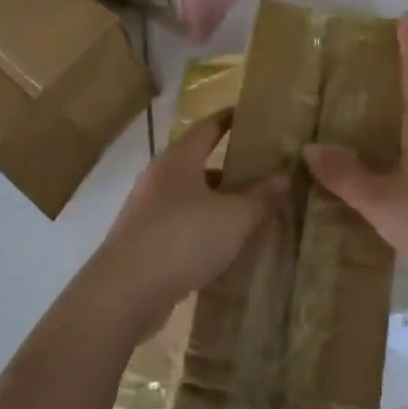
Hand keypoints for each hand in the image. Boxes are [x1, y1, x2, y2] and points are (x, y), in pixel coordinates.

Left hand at [87, 115, 284, 338]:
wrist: (123, 293)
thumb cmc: (182, 239)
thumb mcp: (233, 218)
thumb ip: (260, 198)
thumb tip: (284, 176)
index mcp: (179, 160)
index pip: (208, 127)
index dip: (229, 119)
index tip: (250, 115)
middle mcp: (158, 177)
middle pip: (198, 163)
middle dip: (228, 168)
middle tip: (260, 173)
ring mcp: (145, 211)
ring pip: (188, 198)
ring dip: (214, 203)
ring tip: (246, 214)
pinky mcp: (140, 243)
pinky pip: (178, 226)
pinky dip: (200, 230)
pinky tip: (220, 248)